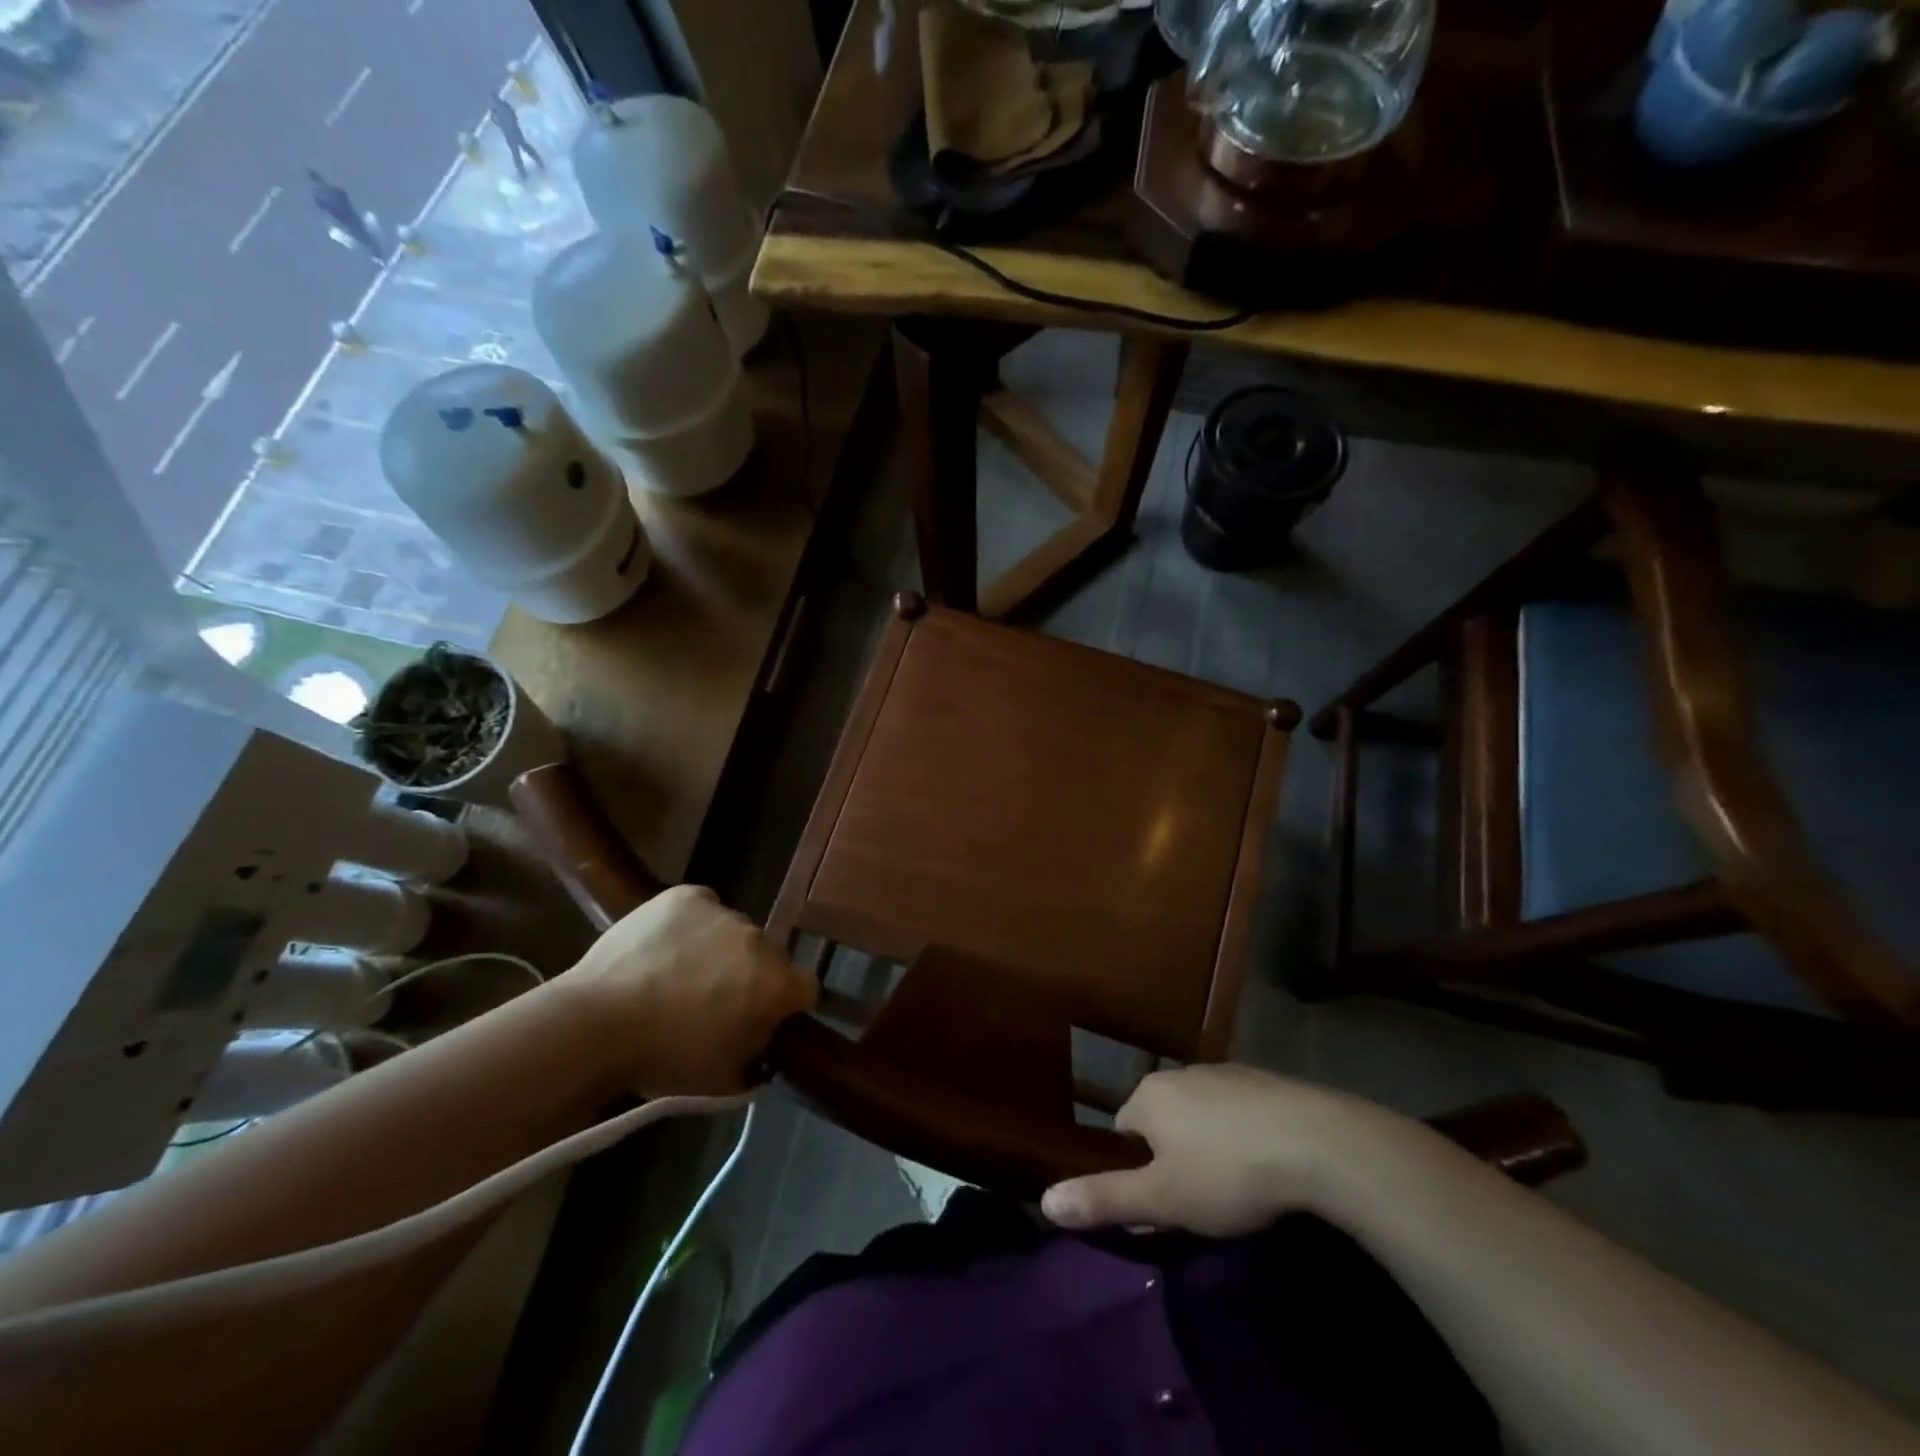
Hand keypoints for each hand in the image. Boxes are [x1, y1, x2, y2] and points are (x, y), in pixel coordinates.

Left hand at [557, 885, 815, 1096]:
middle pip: (769, 957)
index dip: (785, 1006)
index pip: (805, 989)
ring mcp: (723, 913)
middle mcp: (760, 940)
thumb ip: (757, 1057)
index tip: (759, 1020)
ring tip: (678, 974)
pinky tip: (666, 947)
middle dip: (750, 975)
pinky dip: (692, 925)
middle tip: (714, 1001)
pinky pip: (702, 909)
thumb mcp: (724, 1080)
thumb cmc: (665, 1057)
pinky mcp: (686, 896)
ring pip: (734, 932)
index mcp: (776, 984)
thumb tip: (759, 1041)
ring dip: (720, 950)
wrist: (597, 1023)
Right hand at [1041, 1064, 1413, 1236]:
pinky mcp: (1262, 1080)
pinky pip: (1235, 1109)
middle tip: (1197, 1200)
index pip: (1121, 1130)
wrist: (1316, 1142)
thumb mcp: (1162, 1199)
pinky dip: (1240, 1132)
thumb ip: (1104, 1199)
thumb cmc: (1228, 1172)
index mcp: (1148, 1096)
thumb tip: (1044, 1200)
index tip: (1161, 1203)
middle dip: (1171, 1155)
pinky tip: (1265, 1162)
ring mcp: (1222, 1073)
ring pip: (1198, 1113)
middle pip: (1160, 1119)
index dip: (1136, 1169)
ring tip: (1234, 1185)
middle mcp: (1178, 1074)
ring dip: (1206, 1143)